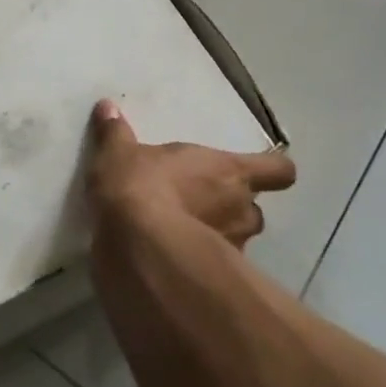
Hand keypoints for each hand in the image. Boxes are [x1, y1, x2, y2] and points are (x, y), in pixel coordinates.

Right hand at [85, 99, 295, 248]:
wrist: (137, 246)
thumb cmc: (140, 186)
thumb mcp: (119, 154)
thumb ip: (116, 132)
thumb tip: (107, 107)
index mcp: (229, 171)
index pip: (278, 171)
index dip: (273, 171)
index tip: (261, 172)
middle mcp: (241, 209)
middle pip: (255, 209)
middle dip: (234, 209)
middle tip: (203, 204)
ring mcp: (233, 248)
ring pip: (239, 240)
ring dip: (220, 238)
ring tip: (188, 236)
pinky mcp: (214, 279)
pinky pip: (216, 269)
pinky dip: (202, 266)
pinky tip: (174, 262)